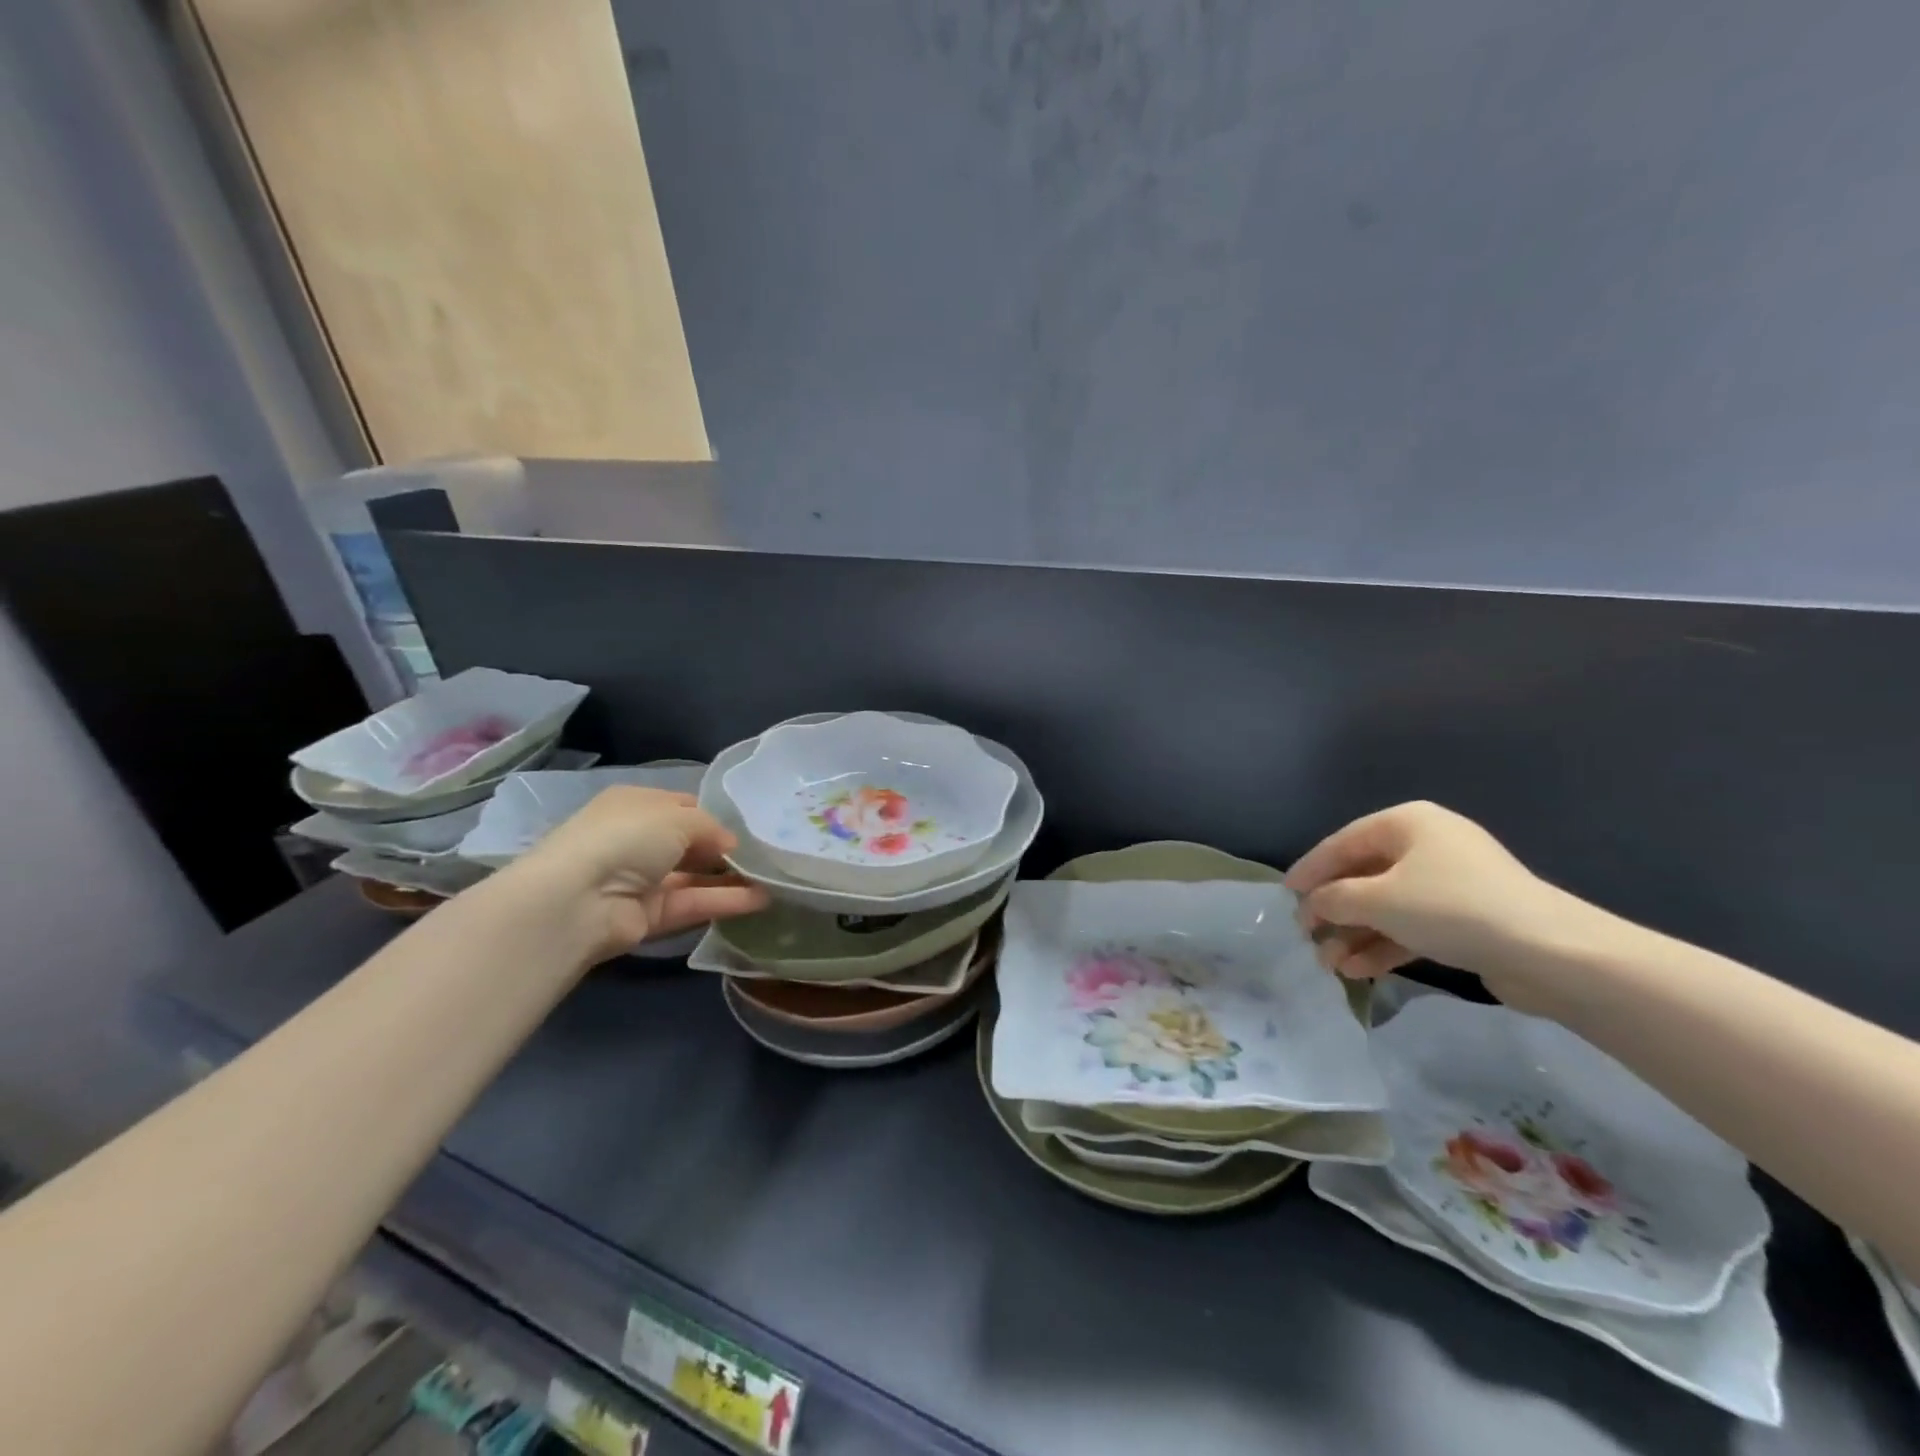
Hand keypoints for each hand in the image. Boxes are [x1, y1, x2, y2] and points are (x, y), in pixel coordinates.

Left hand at [507, 786, 768, 961]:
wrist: (578, 900)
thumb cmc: (626, 838)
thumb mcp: (677, 817)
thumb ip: (711, 827)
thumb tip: (731, 845)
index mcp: (635, 805)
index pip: (682, 806)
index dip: (713, 814)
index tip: (748, 824)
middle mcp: (637, 840)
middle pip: (690, 844)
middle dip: (725, 849)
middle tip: (767, 853)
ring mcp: (641, 881)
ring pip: (695, 877)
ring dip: (731, 878)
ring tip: (774, 879)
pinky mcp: (649, 916)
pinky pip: (693, 904)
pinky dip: (725, 902)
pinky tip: (761, 900)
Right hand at [1285, 801, 1595, 1005]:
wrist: (1550, 953)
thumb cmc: (1451, 908)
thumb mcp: (1377, 899)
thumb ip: (1334, 899)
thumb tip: (1311, 906)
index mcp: (1407, 823)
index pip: (1342, 842)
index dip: (1310, 870)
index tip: (1284, 895)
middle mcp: (1427, 845)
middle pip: (1363, 876)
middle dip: (1334, 910)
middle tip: (1306, 934)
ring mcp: (1449, 883)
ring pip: (1386, 906)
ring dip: (1354, 934)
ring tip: (1328, 964)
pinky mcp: (1465, 920)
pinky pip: (1411, 926)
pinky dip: (1384, 945)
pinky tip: (1358, 971)